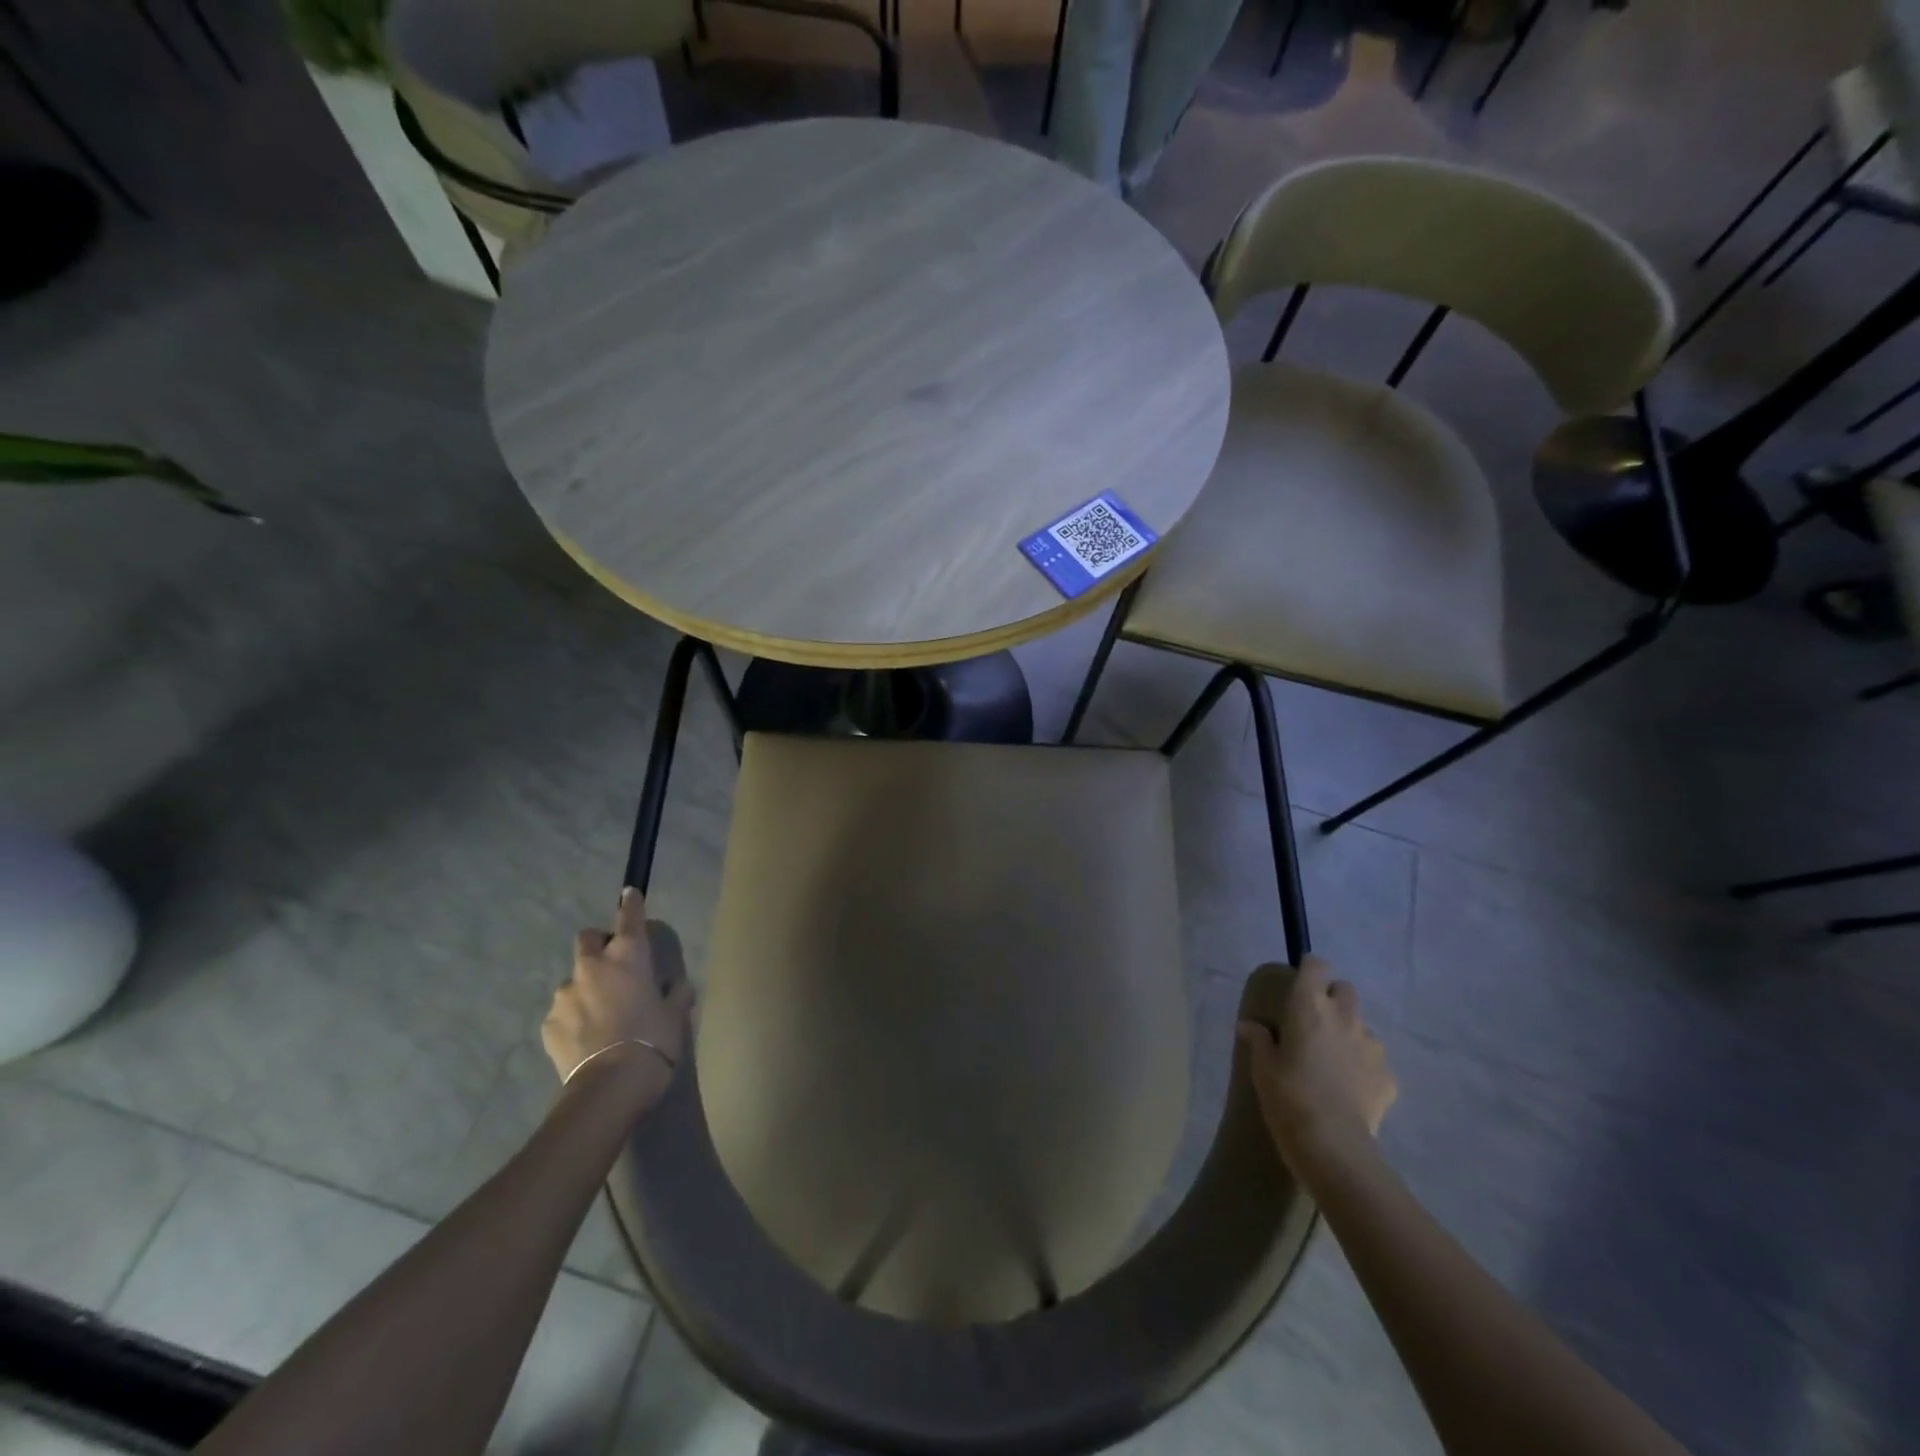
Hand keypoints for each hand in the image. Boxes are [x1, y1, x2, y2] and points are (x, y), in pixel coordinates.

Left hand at [542, 887, 694, 1091]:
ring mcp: (565, 994)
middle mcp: (593, 967)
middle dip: (599, 944)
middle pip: (588, 938)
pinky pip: (562, 1011)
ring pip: (574, 979)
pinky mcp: (548, 1023)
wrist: (610, 1086)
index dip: (631, 903)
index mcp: (629, 957)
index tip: (630, 893)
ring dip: (586, 987)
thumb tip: (676, 985)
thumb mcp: (676, 1015)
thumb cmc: (654, 1040)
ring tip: (600, 1015)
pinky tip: (587, 1039)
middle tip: (613, 966)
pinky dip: (573, 1017)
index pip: (629, 917)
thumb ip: (675, 993)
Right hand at [1237, 955, 1395, 1168]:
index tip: (1298, 985)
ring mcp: (1372, 1046)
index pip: (1317, 965)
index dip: (1309, 970)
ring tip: (1332, 1064)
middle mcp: (1344, 1017)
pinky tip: (1349, 1092)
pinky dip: (1363, 1069)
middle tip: (1315, 1023)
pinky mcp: (1389, 1077)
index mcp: (1310, 1006)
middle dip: (1333, 999)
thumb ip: (1258, 1039)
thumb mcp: (1261, 1067)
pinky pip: (1374, 1062)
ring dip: (1348, 1035)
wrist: (1332, 1145)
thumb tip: (1249, 1026)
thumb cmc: (1288, 1096)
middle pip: (1345, 990)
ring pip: (1362, 1027)